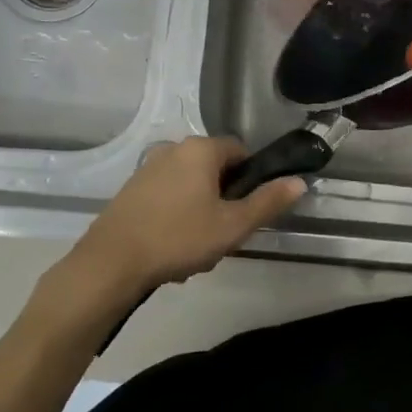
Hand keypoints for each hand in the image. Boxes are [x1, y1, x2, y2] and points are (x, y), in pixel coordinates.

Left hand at [72, 137, 304, 295]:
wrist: (112, 262)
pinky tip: (172, 248)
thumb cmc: (179, 238)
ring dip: (201, 213)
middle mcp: (173, 149)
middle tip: (224, 234)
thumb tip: (299, 182)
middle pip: (214, 170)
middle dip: (224, 201)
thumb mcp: (233, 225)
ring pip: (191, 187)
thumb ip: (268, 202)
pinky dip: (177, 217)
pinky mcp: (131, 190)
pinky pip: (168, 197)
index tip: (247, 211)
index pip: (240, 151)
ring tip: (197, 248)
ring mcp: (148, 168)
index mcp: (200, 150)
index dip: (251, 180)